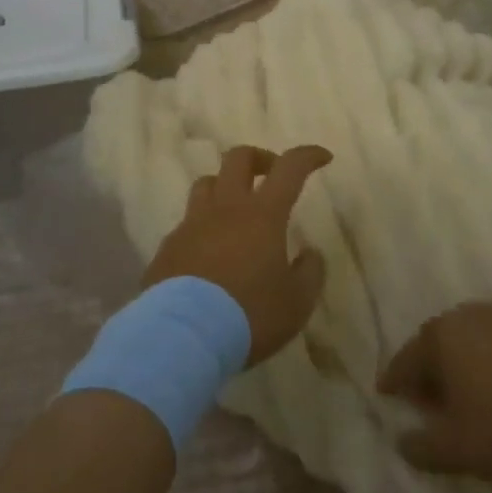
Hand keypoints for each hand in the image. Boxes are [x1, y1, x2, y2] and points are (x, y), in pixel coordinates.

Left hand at [142, 145, 331, 365]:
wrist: (183, 336)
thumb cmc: (249, 315)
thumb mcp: (297, 302)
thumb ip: (310, 272)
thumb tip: (309, 253)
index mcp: (263, 214)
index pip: (290, 168)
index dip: (307, 156)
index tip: (322, 157)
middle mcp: (226, 208)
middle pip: (238, 158)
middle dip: (260, 158)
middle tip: (272, 175)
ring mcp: (192, 224)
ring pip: (207, 183)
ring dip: (225, 186)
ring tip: (236, 209)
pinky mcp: (168, 246)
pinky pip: (187, 223)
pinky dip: (202, 227)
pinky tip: (208, 252)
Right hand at [377, 294, 491, 476]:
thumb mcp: (459, 449)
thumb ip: (422, 447)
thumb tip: (401, 440)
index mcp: (438, 338)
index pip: (404, 360)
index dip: (393, 382)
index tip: (386, 396)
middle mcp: (464, 315)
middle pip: (434, 342)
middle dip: (426, 368)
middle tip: (425, 397)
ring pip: (466, 333)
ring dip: (459, 355)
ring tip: (462, 383)